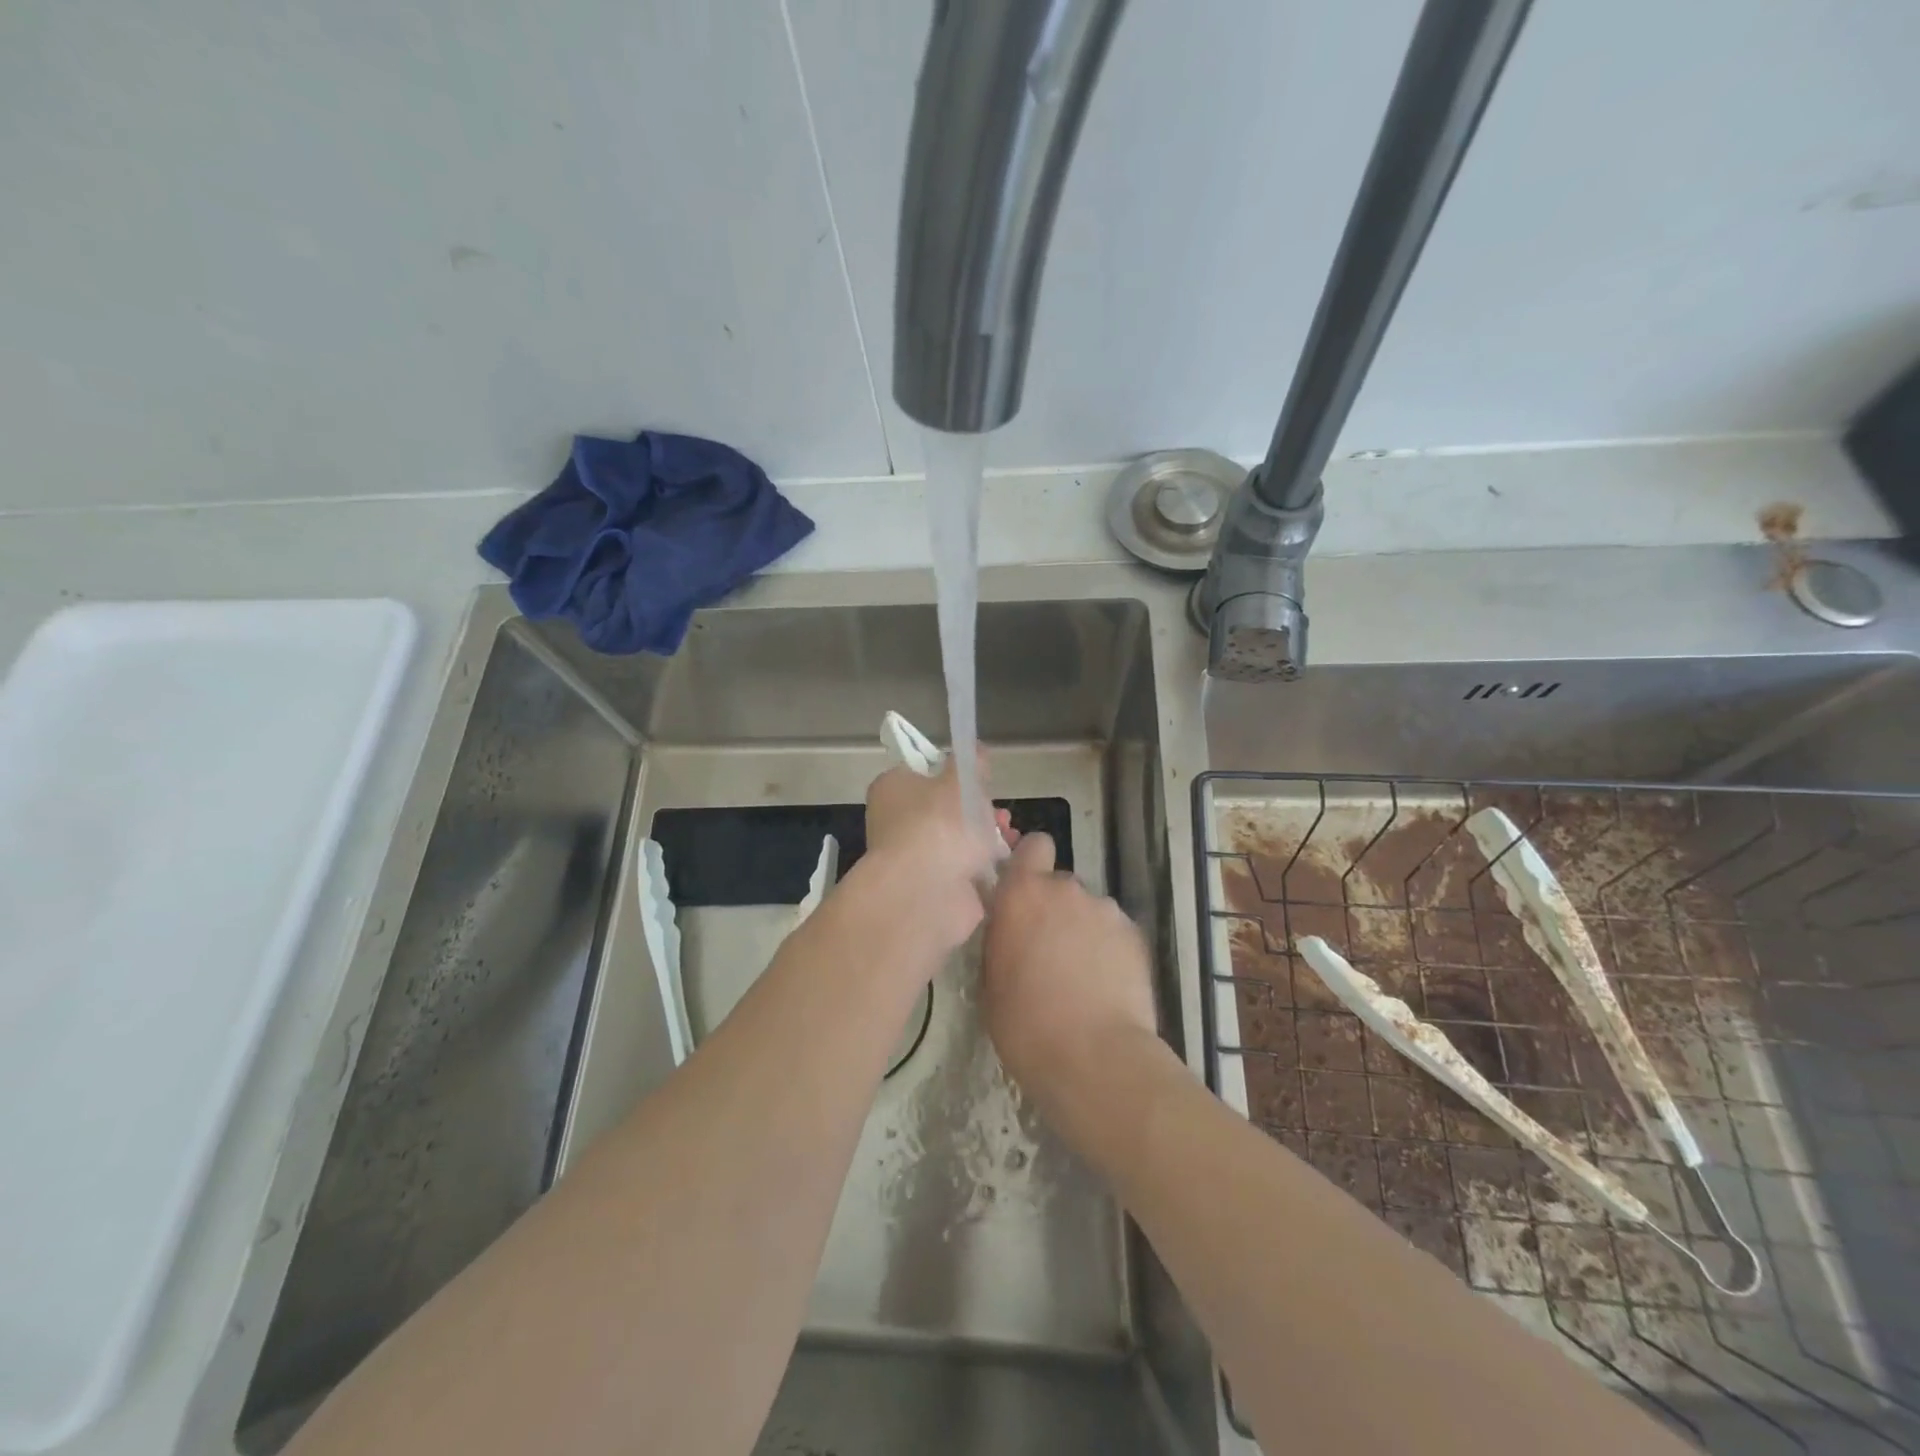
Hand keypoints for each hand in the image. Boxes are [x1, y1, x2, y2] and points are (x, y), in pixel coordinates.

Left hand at [854, 758, 1011, 968]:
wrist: (927, 893)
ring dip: (985, 836)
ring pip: (956, 839)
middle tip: (999, 812)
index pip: (921, 772)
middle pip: (943, 808)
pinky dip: (984, 864)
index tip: (977, 779)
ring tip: (1010, 835)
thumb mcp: (961, 780)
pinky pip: (963, 867)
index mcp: (892, 789)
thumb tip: (975, 750)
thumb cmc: (939, 824)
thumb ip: (971, 762)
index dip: (951, 773)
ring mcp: (913, 857)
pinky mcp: (932, 887)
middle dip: (978, 808)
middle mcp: (896, 822)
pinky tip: (1005, 860)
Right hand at [981, 832, 1163, 1129]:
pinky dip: (1109, 950)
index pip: (1033, 846)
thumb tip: (1010, 926)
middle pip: (1060, 885)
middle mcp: (1066, 889)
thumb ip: (1002, 936)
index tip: (1024, 890)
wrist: (1094, 1058)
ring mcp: (1105, 909)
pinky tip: (1106, 985)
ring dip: (1083, 930)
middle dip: (1055, 908)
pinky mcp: (1135, 934)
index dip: (1031, 863)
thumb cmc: (1025, 1025)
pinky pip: (1114, 932)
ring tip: (1082, 974)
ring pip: (1089, 910)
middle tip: (1049, 949)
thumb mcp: (991, 979)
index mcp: (1022, 894)